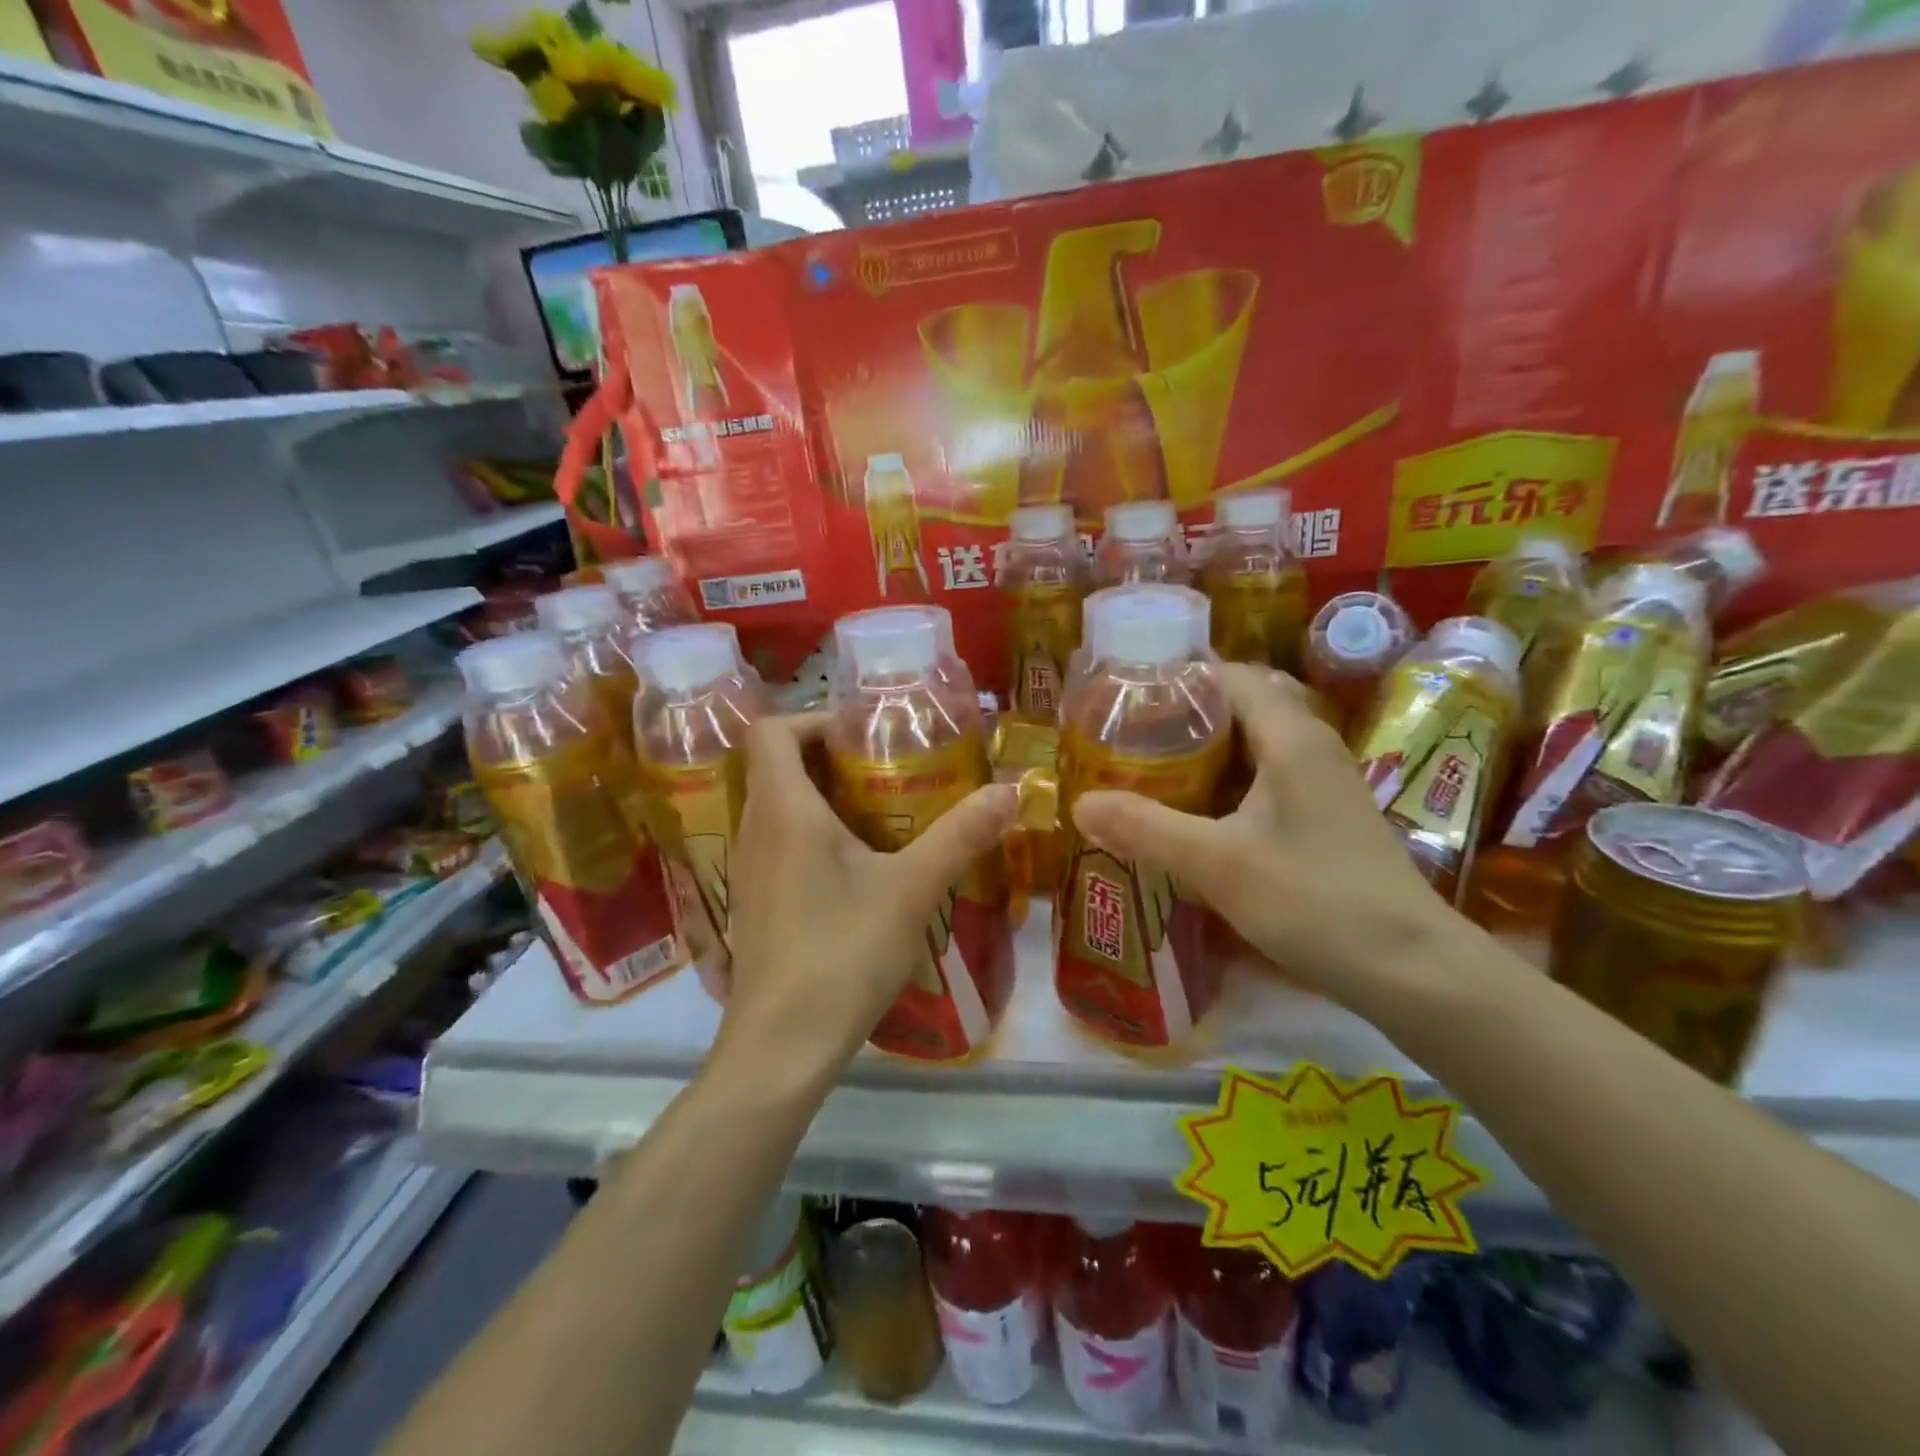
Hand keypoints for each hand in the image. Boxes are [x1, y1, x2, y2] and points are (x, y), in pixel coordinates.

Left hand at [716, 713, 1018, 1079]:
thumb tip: (1011, 789)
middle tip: (886, 768)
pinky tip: (857, 868)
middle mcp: (755, 830)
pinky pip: (777, 843)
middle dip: (830, 757)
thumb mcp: (912, 890)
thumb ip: (961, 835)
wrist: (782, 1047)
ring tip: (880, 813)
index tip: (864, 735)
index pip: (771, 730)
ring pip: (777, 807)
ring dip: (822, 797)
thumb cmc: (842, 954)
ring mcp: (747, 870)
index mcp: (783, 810)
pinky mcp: (754, 903)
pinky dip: (811, 834)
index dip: (813, 718)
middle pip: (776, 765)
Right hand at [1069, 663, 1463, 1009]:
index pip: (1231, 675)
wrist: (1411, 969)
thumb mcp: (1217, 864)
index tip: (1126, 694)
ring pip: (1253, 744)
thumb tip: (1079, 804)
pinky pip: (1265, 777)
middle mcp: (1311, 746)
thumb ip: (1145, 829)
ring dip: (1204, 750)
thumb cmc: (1316, 901)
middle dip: (1184, 714)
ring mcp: (1323, 783)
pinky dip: (1225, 781)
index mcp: (1291, 737)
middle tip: (1127, 734)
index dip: (1180, 676)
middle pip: (1241, 705)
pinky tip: (1193, 812)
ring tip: (1147, 767)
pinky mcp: (1325, 817)